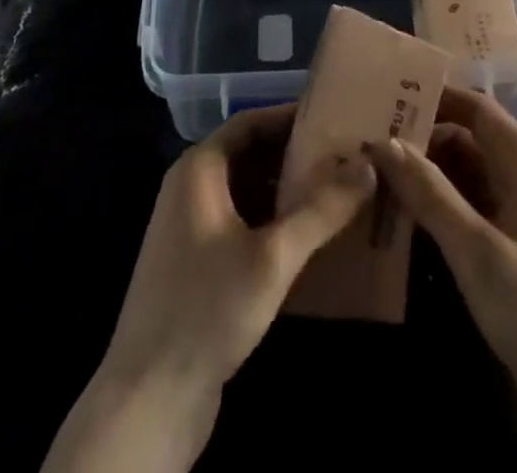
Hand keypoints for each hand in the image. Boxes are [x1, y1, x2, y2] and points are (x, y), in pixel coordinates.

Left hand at [43, 105, 375, 472]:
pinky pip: (240, 223)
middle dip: (296, 156)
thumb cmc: (208, 308)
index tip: (335, 119)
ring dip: (286, 191)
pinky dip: (272, 222)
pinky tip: (308, 238)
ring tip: (338, 193)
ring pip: (246, 191)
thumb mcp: (273, 257)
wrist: (148, 398)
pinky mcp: (196, 264)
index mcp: (198, 169)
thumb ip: (322, 209)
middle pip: (249, 155)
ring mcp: (190, 227)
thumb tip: (368, 166)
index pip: (250, 122)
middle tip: (346, 158)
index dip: (291, 117)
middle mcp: (190, 188)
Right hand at [366, 89, 516, 472]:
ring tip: (367, 172)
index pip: (473, 108)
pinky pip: (466, 212)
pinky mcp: (509, 251)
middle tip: (362, 139)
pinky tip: (396, 215)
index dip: (431, 97)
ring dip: (423, 177)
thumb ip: (431, 195)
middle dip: (419, 139)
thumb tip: (384, 142)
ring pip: (462, 178)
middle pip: (464, 140)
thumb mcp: (480, 251)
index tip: (381, 95)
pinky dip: (435, 210)